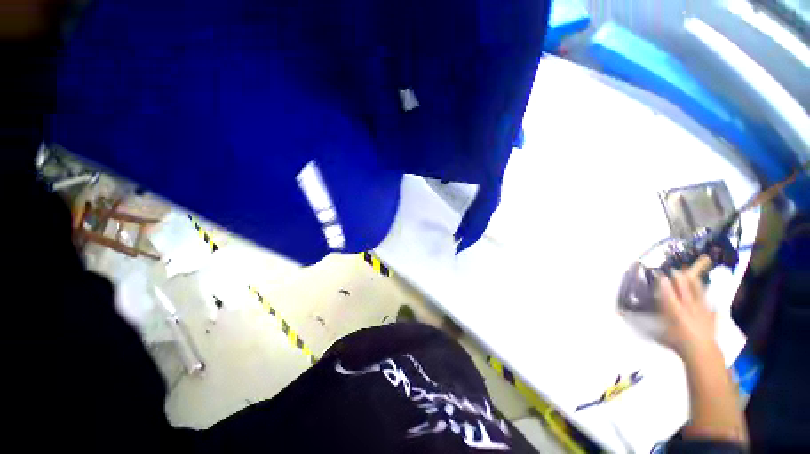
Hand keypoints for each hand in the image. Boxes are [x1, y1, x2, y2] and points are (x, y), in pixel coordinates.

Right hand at [656, 256, 716, 359]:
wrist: (701, 352)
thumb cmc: (677, 343)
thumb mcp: (658, 334)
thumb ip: (646, 324)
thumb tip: (626, 316)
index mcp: (674, 309)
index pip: (667, 292)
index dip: (664, 283)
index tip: (660, 275)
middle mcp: (687, 306)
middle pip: (684, 289)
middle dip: (679, 279)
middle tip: (675, 271)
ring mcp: (702, 310)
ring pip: (699, 293)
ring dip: (695, 283)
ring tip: (692, 275)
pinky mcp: (711, 317)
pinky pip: (711, 307)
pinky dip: (711, 303)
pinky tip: (712, 301)